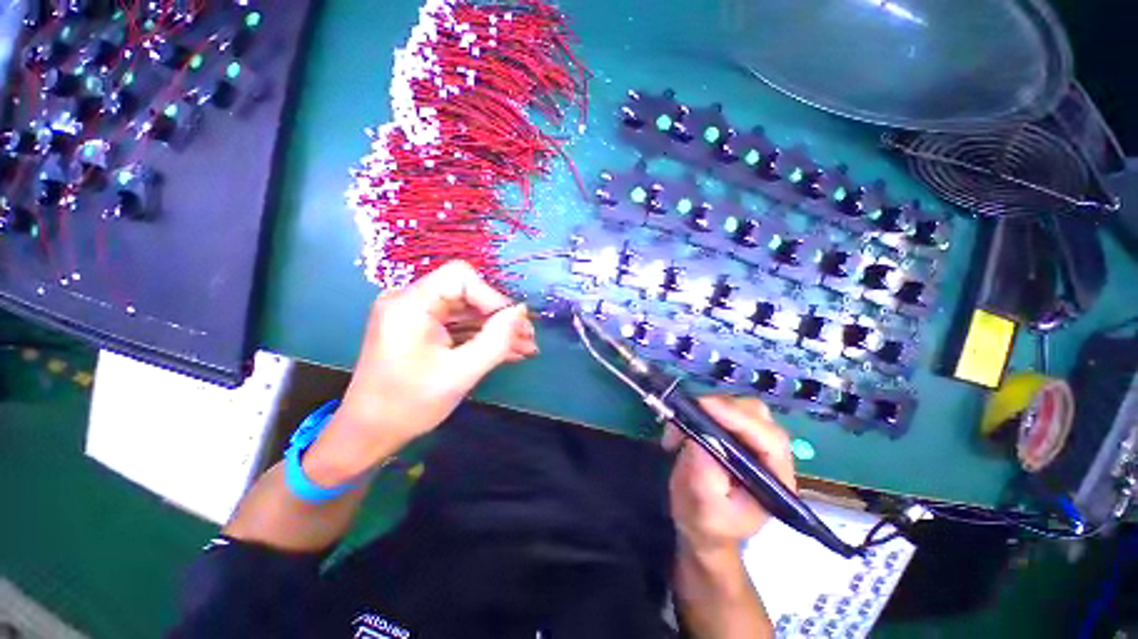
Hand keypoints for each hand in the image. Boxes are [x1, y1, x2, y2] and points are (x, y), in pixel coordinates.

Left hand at [305, 261, 537, 483]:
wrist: (369, 432)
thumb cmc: (409, 405)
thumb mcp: (460, 374)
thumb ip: (495, 341)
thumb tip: (521, 311)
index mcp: (410, 304)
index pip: (461, 277)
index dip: (492, 297)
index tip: (512, 325)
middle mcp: (411, 300)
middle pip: (467, 294)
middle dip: (500, 317)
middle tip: (528, 338)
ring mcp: (416, 314)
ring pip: (467, 311)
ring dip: (496, 329)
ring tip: (526, 347)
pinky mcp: (422, 328)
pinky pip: (458, 325)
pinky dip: (482, 337)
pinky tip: (508, 351)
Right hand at [667, 396, 795, 555]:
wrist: (704, 529)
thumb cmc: (707, 524)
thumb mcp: (702, 507)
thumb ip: (704, 475)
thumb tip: (696, 436)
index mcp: (775, 479)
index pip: (768, 439)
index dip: (738, 418)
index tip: (704, 406)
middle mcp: (771, 455)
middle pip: (756, 415)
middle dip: (720, 408)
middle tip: (687, 415)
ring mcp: (754, 441)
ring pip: (738, 407)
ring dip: (707, 409)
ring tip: (680, 427)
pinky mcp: (736, 433)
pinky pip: (721, 409)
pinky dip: (699, 411)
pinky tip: (683, 428)